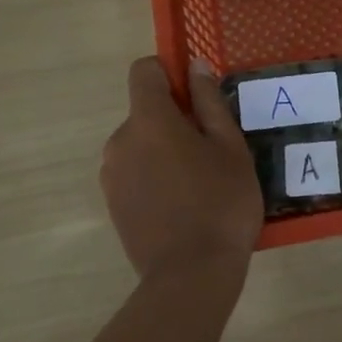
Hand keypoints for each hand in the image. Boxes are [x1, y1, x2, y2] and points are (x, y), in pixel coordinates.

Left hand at [102, 57, 262, 276]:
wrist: (191, 275)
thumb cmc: (221, 203)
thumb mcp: (230, 148)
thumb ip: (209, 102)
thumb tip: (195, 66)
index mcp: (148, 120)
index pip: (144, 71)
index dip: (169, 74)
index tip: (197, 98)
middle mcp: (120, 140)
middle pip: (145, 112)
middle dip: (175, 121)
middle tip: (212, 153)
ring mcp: (111, 174)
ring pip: (140, 145)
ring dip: (164, 151)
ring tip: (199, 184)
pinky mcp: (112, 204)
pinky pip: (134, 173)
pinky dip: (154, 177)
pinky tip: (181, 206)